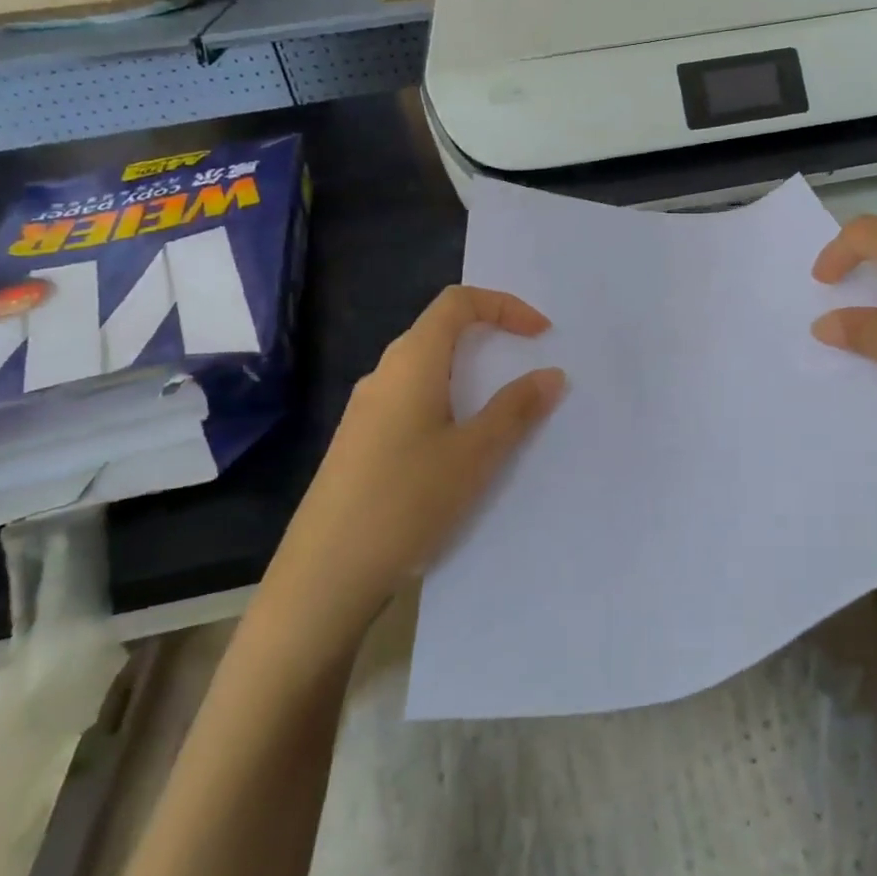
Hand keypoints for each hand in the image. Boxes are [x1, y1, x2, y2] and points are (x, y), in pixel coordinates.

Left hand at [271, 286, 565, 627]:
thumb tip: (551, 374)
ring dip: (468, 375)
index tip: (541, 335)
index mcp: (412, 363)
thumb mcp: (475, 455)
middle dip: (489, 338)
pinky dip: (447, 403)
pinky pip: (411, 401)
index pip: (457, 302)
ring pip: (425, 370)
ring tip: (501, 412)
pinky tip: (458, 449)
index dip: (504, 305)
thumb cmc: (407, 501)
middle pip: (440, 331)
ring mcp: (366, 409)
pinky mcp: (359, 441)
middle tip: (527, 368)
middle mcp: (384, 374)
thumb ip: (516, 409)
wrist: (326, 573)